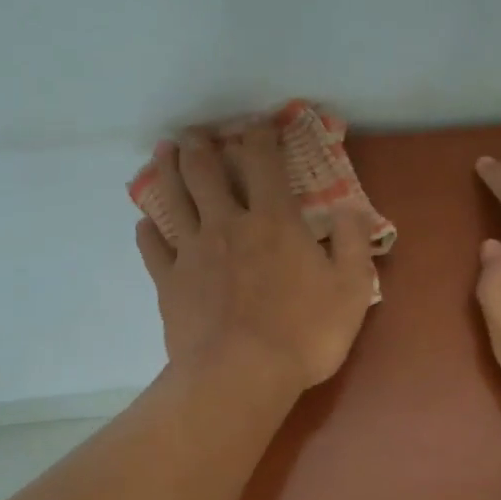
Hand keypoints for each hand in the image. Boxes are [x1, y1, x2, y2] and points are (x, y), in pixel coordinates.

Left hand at [136, 126, 374, 397]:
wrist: (241, 375)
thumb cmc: (304, 334)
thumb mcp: (352, 289)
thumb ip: (354, 243)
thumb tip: (350, 209)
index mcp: (273, 220)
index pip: (263, 161)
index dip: (260, 135)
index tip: (258, 124)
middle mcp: (227, 224)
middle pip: (205, 171)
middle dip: (201, 145)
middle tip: (195, 133)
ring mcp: (192, 252)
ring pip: (172, 198)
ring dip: (167, 170)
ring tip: (163, 151)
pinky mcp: (168, 282)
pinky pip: (152, 247)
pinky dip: (148, 230)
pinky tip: (146, 223)